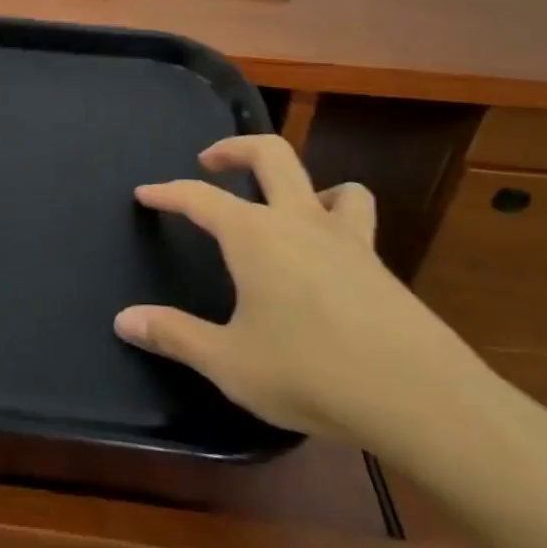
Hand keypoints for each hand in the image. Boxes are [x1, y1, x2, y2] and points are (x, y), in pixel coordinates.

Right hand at [114, 135, 489, 449]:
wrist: (422, 399)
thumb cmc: (311, 373)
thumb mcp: (230, 362)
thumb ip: (175, 335)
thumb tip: (123, 320)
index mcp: (254, 234)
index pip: (198, 196)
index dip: (167, 191)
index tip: (145, 193)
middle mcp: (299, 221)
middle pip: (270, 154)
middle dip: (235, 148)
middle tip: (211, 160)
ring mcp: (348, 240)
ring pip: (332, 185)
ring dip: (304, 184)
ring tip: (287, 205)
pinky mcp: (382, 268)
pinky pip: (359, 225)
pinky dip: (340, 222)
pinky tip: (332, 259)